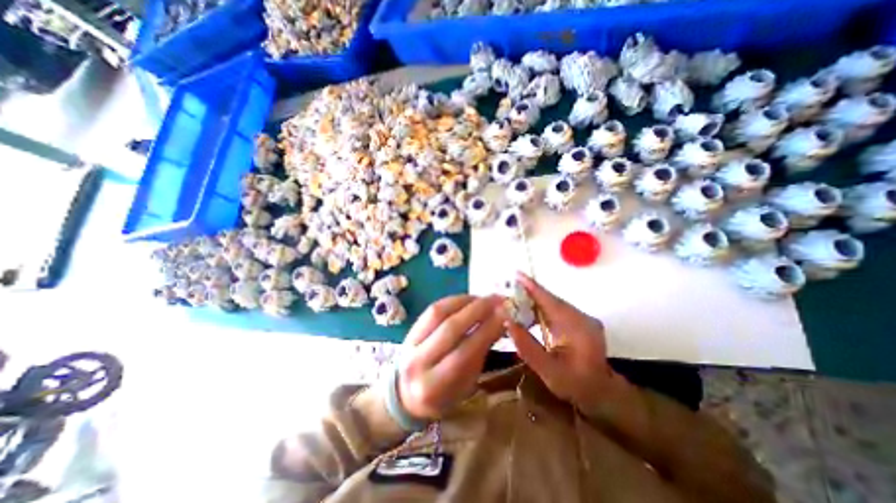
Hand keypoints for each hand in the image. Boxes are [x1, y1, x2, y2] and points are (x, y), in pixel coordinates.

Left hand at [396, 295, 503, 419]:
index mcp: (434, 386)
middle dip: (478, 310)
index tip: (506, 315)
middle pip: (450, 329)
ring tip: (485, 298)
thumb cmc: (442, 395)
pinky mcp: (409, 329)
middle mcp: (418, 363)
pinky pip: (432, 309)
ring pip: (439, 313)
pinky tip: (468, 299)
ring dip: (465, 301)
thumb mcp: (465, 384)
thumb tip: (500, 322)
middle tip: (499, 300)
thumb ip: (480, 354)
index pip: (464, 353)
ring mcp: (410, 343)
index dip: (486, 331)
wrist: (404, 394)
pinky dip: (453, 301)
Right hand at [503, 273, 616, 414]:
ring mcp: (582, 318)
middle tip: (508, 289)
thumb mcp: (548, 371)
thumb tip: (508, 322)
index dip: (533, 288)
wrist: (602, 393)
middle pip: (551, 300)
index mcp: (579, 329)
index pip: (552, 303)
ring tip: (513, 301)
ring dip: (533, 301)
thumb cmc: (576, 385)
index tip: (517, 274)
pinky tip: (527, 313)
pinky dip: (540, 309)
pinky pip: (556, 310)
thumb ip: (527, 347)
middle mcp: (583, 318)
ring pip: (553, 304)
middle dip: (529, 293)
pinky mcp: (579, 321)